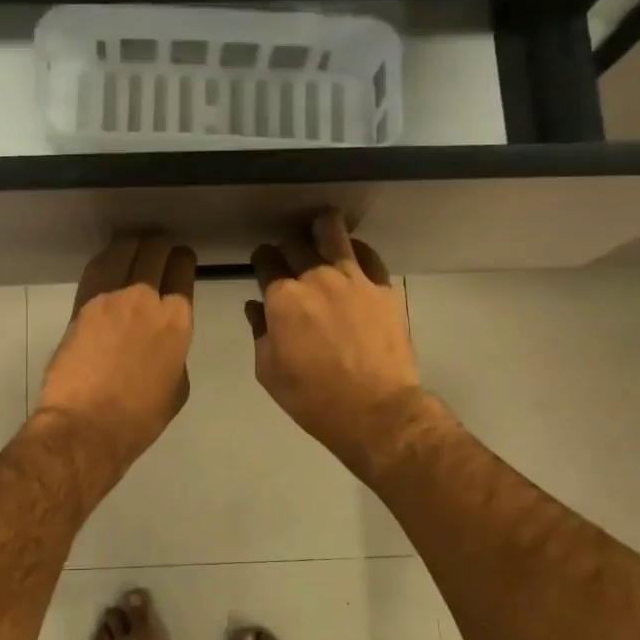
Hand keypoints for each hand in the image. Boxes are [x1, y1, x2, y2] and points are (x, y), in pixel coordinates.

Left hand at [35, 236, 197, 473]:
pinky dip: (107, 259)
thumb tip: (162, 340)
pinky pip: (97, 268)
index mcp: (177, 320)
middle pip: (155, 253)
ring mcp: (111, 297)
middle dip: (160, 248)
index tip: (180, 262)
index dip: (183, 262)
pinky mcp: (82, 304)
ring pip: (125, 252)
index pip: (183, 271)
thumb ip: (175, 352)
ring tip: (134, 248)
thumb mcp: (177, 386)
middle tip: (158, 252)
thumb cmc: (139, 417)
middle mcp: (147, 298)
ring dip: (133, 246)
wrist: (86, 426)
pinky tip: (110, 260)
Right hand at [248, 211, 421, 476]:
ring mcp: (353, 279)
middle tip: (289, 260)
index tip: (263, 267)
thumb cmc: (312, 397)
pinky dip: (356, 251)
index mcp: (283, 297)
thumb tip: (257, 307)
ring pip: (334, 233)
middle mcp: (316, 278)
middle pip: (295, 244)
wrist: (375, 411)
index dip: (261, 262)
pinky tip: (353, 258)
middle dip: (287, 248)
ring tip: (320, 230)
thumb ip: (260, 332)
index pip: (265, 261)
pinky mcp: (383, 288)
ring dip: (322, 229)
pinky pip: (368, 255)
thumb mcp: (269, 371)